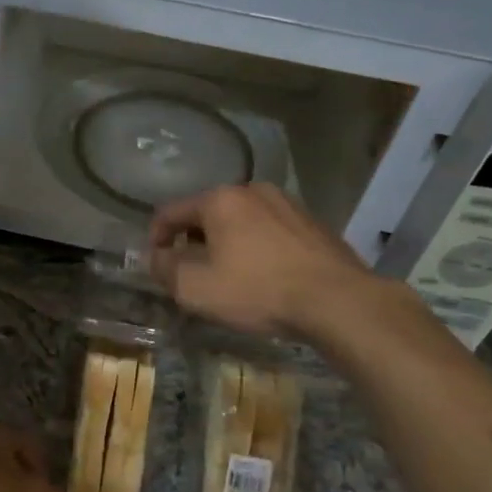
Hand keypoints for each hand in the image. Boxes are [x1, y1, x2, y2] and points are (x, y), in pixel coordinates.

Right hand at [148, 183, 377, 339]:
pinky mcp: (312, 223)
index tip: (155, 264)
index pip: (170, 212)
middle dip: (193, 242)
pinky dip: (256, 248)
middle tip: (191, 274)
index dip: (155, 238)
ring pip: (241, 222)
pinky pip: (270, 232)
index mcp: (219, 199)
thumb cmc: (257, 290)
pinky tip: (263, 276)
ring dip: (226, 244)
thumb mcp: (195, 288)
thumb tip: (156, 257)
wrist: (336, 300)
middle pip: (207, 214)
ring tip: (228, 277)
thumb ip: (165, 268)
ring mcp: (287, 204)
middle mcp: (252, 190)